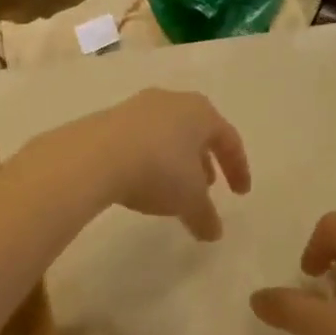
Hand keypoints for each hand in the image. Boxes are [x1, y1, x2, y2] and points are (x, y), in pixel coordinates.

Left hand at [46, 88, 250, 240]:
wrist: (95, 156)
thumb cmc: (158, 170)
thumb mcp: (189, 200)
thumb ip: (205, 216)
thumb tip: (214, 232)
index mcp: (201, 112)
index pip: (229, 139)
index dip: (238, 168)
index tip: (240, 193)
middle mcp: (173, 101)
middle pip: (197, 131)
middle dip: (205, 160)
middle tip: (209, 186)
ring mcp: (139, 106)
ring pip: (168, 133)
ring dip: (176, 160)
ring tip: (174, 187)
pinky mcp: (110, 118)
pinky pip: (140, 139)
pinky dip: (149, 158)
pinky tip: (142, 181)